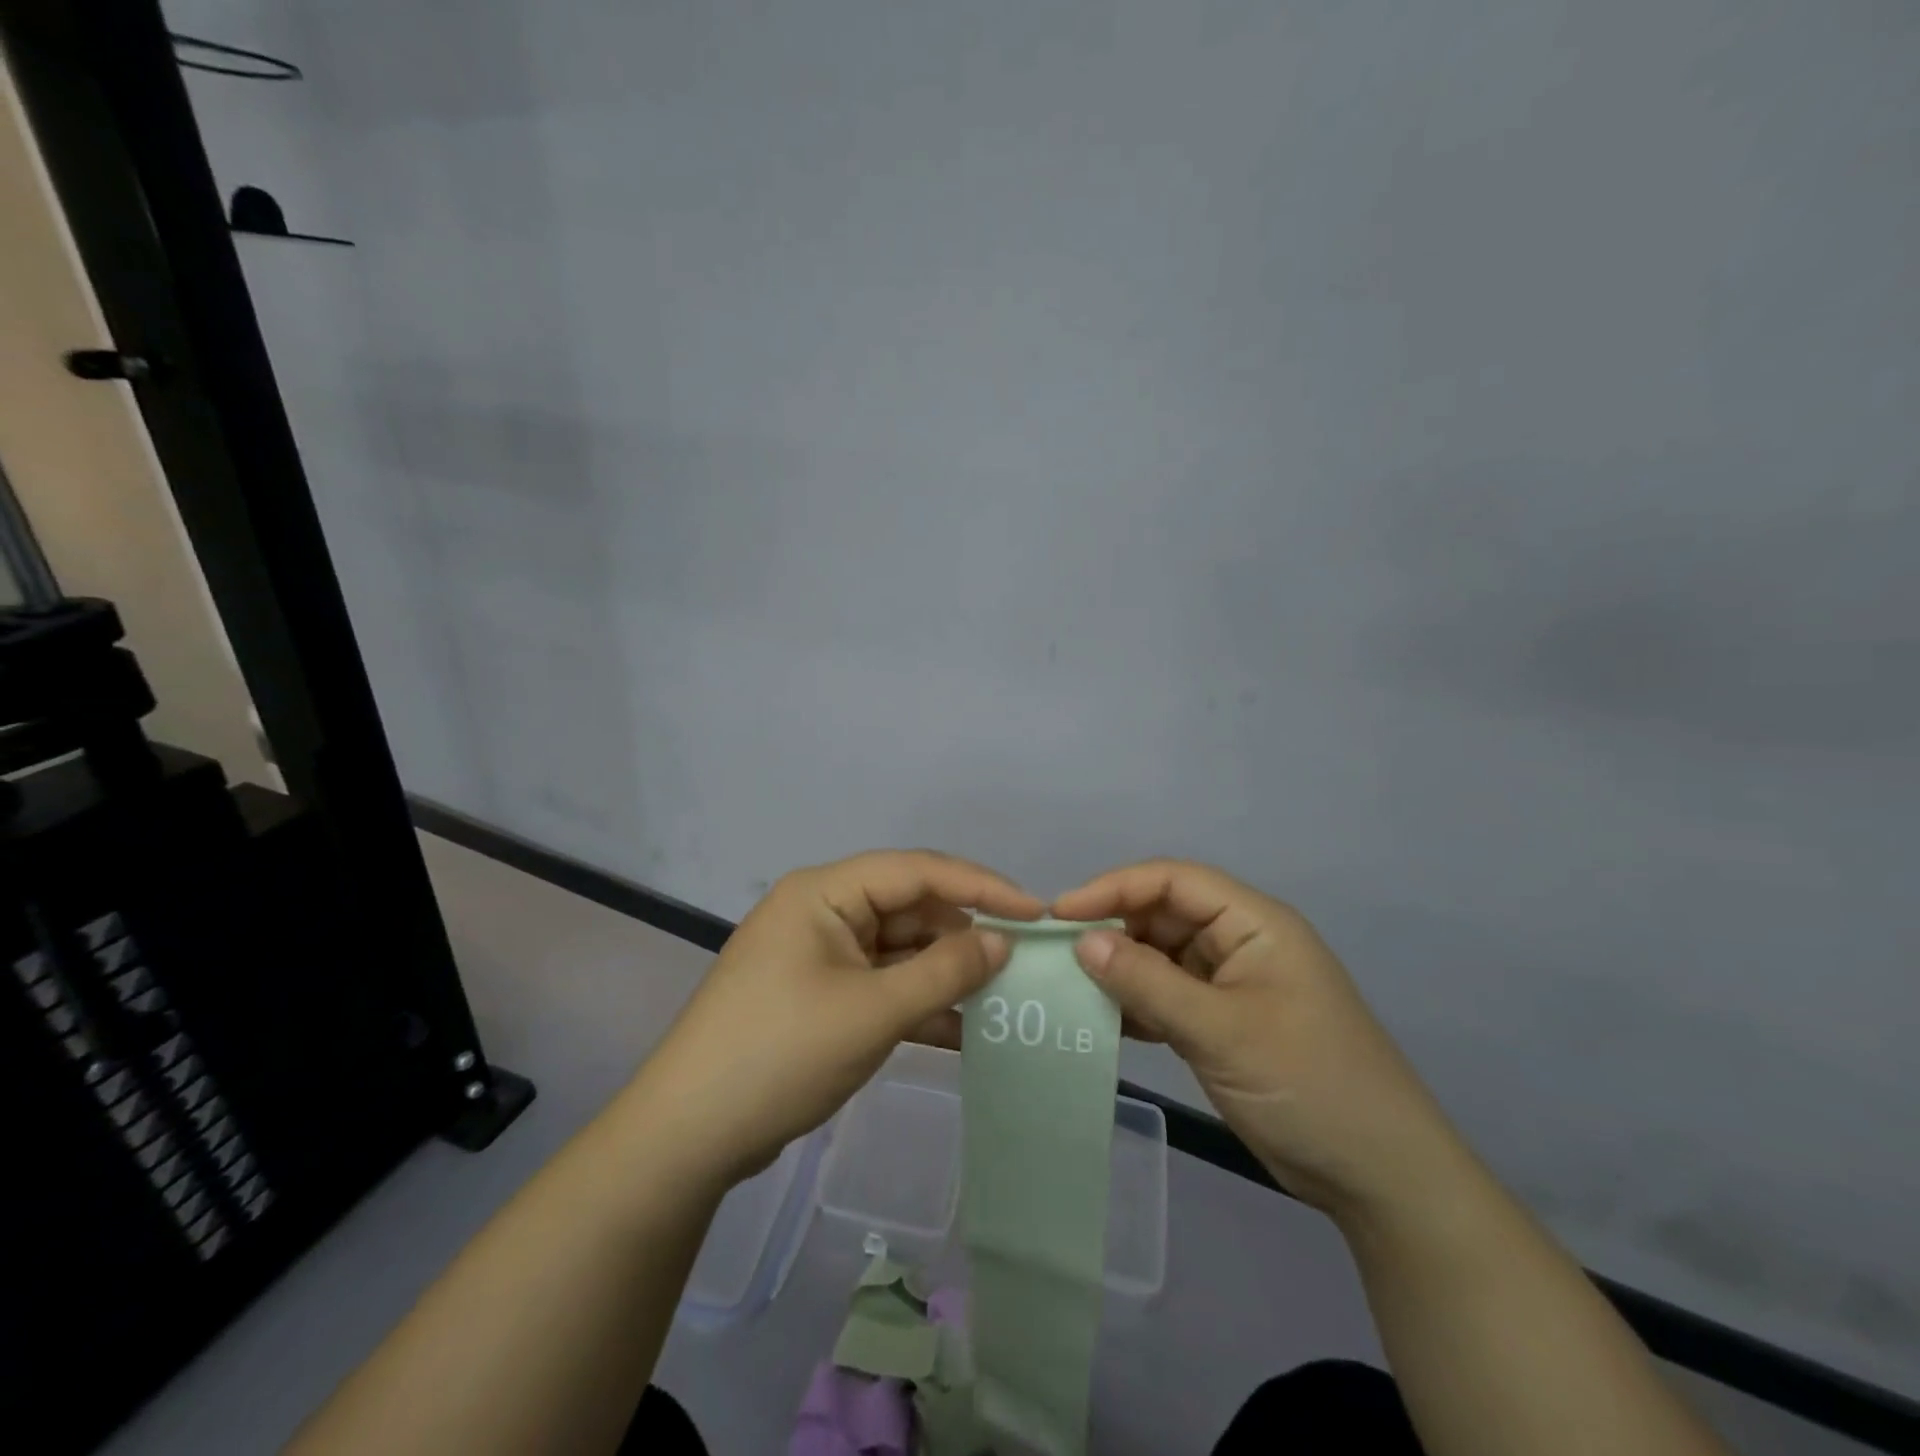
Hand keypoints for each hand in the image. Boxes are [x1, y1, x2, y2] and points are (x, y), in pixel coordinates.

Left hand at [635, 851, 1042, 1186]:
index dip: (981, 886)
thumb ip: (944, 972)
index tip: (1035, 911)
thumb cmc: (780, 1055)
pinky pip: (882, 986)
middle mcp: (823, 913)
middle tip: (1023, 964)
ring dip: (945, 975)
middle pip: (910, 909)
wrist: (687, 1137)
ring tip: (1005, 998)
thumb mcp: (872, 1012)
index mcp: (825, 893)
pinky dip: (919, 1005)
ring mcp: (820, 957)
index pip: (917, 870)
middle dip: (965, 937)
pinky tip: (965, 1032)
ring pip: (900, 951)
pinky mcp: (821, 997)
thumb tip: (1003, 942)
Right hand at [1054, 861, 1467, 1225]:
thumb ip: (1147, 982)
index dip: (1115, 887)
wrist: (1379, 1177)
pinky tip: (1104, 1019)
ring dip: (1121, 968)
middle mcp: (1241, 942)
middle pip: (1164, 915)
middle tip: (1057, 955)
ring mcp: (1233, 983)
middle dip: (1113, 929)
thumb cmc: (1308, 1085)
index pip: (1174, 880)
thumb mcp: (1221, 1031)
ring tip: (1070, 986)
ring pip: (1162, 956)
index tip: (1061, 913)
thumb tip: (1082, 941)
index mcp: (1254, 923)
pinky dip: (1137, 1003)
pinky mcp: (1224, 1021)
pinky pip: (1169, 995)